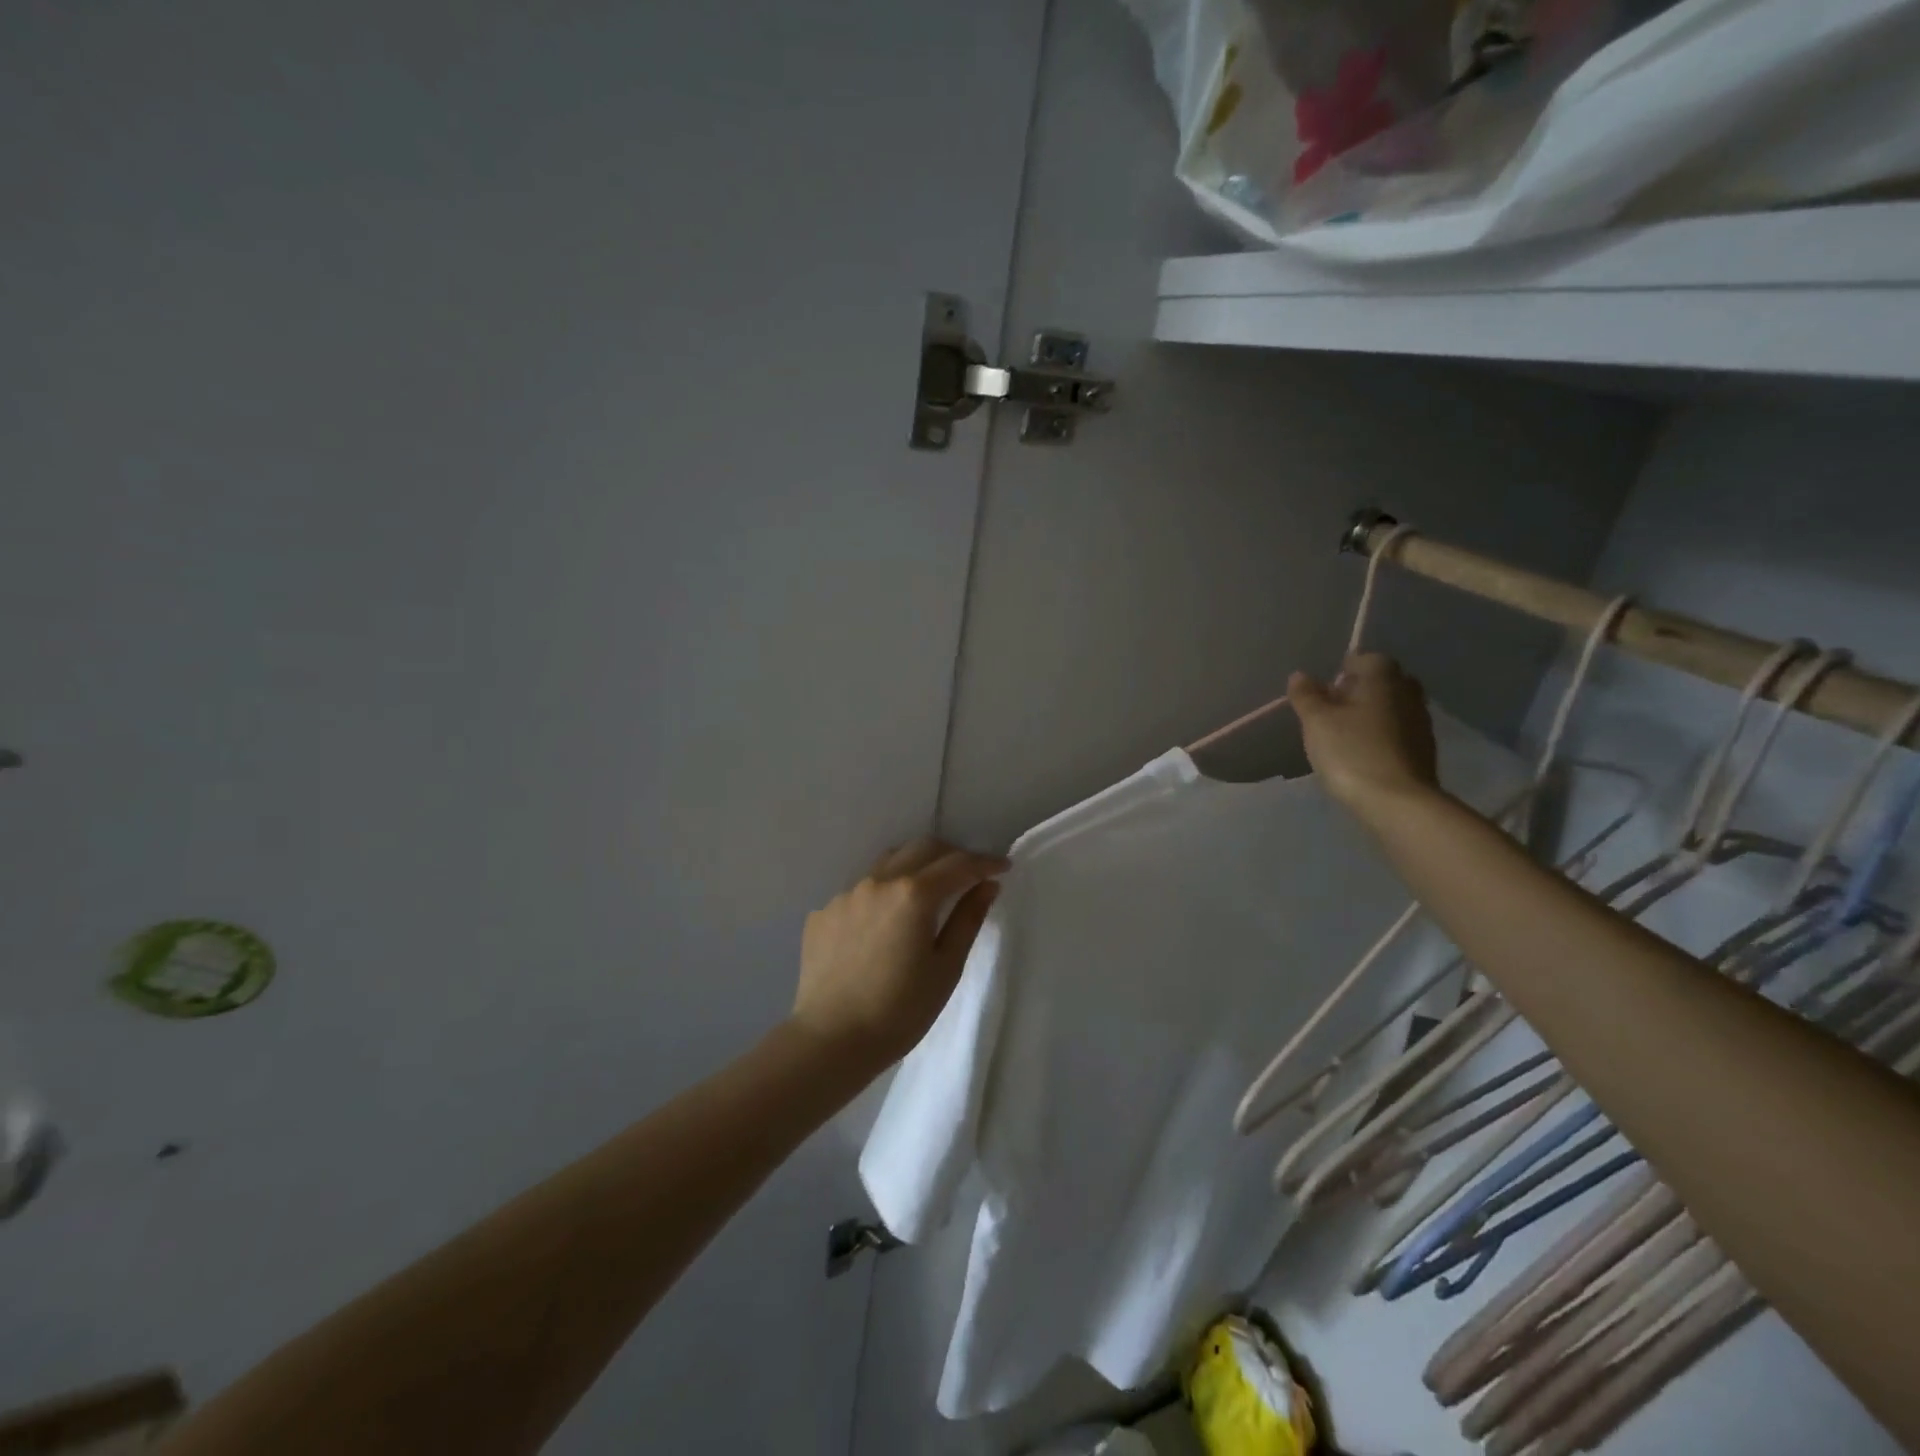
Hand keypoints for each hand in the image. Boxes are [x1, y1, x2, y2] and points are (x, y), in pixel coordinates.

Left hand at [792, 838, 1008, 1070]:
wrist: (829, 1040)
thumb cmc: (899, 1011)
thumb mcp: (946, 968)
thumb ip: (968, 919)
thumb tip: (987, 885)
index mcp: (913, 893)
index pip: (958, 864)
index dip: (985, 863)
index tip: (1003, 867)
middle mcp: (878, 882)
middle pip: (922, 849)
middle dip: (951, 855)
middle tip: (969, 875)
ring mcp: (846, 894)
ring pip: (887, 863)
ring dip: (914, 867)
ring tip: (927, 891)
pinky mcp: (823, 912)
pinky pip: (860, 890)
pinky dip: (882, 895)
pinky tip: (884, 924)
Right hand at [1290, 652, 1440, 820]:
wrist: (1397, 802)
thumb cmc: (1352, 752)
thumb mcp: (1316, 722)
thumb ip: (1306, 696)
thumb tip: (1300, 676)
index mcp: (1383, 678)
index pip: (1365, 658)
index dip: (1343, 670)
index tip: (1325, 690)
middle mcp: (1408, 693)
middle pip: (1382, 681)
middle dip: (1358, 690)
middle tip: (1332, 710)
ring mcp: (1421, 722)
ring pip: (1392, 706)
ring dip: (1370, 714)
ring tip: (1343, 735)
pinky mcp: (1424, 749)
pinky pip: (1398, 730)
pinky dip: (1381, 735)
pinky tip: (1363, 754)